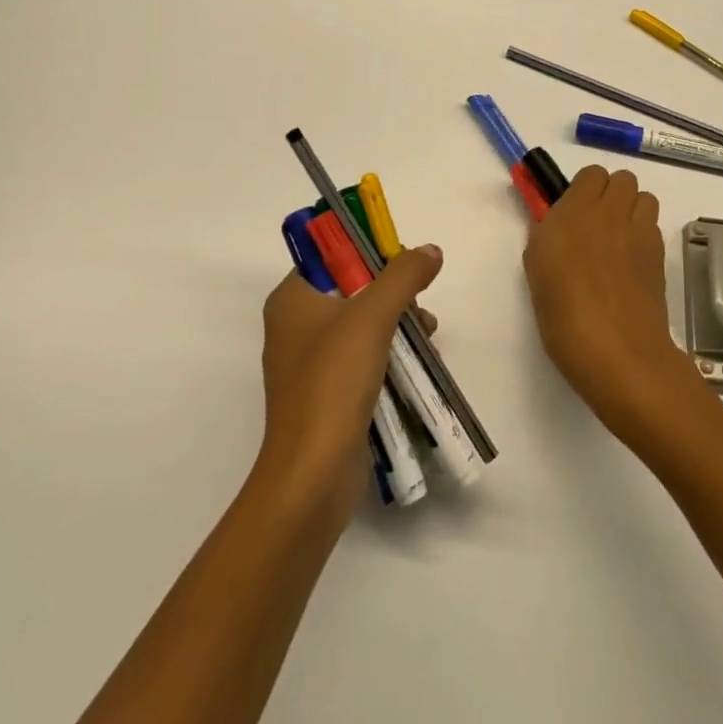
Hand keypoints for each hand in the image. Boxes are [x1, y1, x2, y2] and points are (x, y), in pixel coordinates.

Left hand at [254, 245, 441, 525]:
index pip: (331, 255)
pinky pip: (362, 357)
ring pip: (362, 323)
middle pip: (352, 288)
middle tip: (420, 304)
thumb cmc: (333, 382)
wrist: (313, 473)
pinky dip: (390, 352)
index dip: (369, 251)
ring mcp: (310, 362)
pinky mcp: (327, 392)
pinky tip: (419, 360)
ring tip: (429, 335)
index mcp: (291, 299)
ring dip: (398, 322)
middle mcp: (295, 325)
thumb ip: (403, 276)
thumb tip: (431, 250)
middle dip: (393, 292)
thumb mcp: (372, 317)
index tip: (405, 263)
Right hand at [522, 166, 703, 440]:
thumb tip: (555, 223)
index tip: (572, 212)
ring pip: (643, 197)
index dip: (583, 189)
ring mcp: (640, 232)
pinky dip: (643, 234)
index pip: (591, 174)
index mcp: (574, 212)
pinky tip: (630, 263)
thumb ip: (545, 236)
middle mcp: (610, 212)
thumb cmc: (563, 314)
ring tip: (617, 239)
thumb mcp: (537, 270)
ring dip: (631, 209)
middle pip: (622, 179)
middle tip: (594, 225)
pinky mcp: (660, 254)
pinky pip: (653, 226)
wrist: (617, 351)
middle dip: (609, 194)